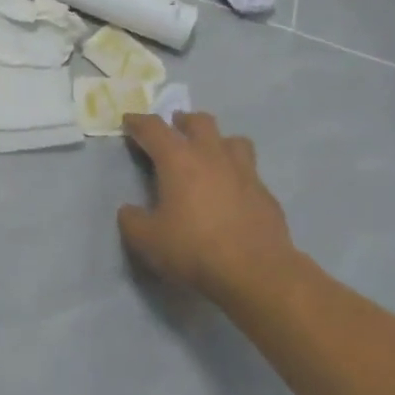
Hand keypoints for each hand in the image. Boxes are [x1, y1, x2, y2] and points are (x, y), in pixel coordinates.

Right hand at [117, 111, 298, 303]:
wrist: (256, 273)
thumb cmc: (194, 249)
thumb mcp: (147, 240)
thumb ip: (132, 221)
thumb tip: (129, 211)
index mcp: (178, 160)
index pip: (153, 128)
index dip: (137, 122)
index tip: (129, 122)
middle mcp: (212, 155)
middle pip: (199, 122)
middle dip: (182, 122)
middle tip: (173, 131)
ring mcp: (244, 171)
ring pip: (232, 139)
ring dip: (216, 141)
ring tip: (208, 155)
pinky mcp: (265, 193)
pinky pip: (249, 170)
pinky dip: (236, 173)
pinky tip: (231, 192)